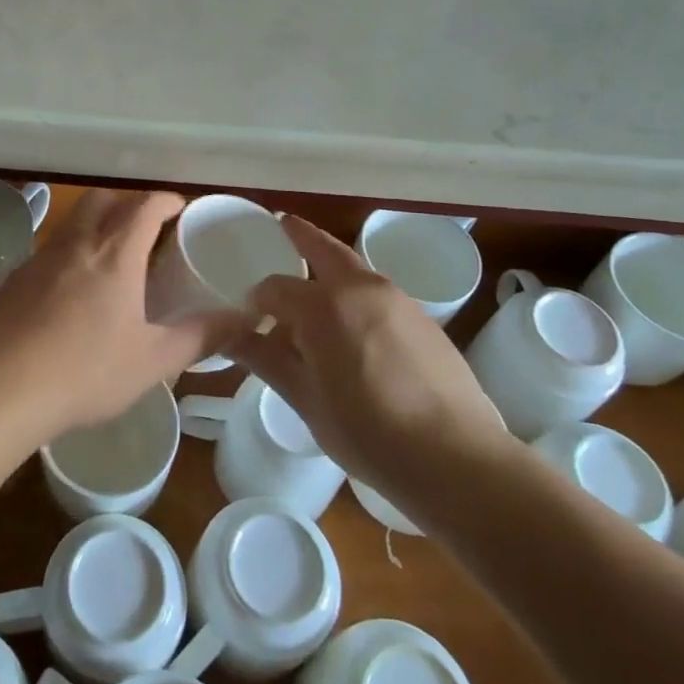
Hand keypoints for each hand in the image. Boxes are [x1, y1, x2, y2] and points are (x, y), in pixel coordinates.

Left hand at [0, 189, 243, 448]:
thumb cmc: (84, 371)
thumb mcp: (153, 360)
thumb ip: (200, 336)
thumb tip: (243, 320)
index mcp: (115, 253)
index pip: (146, 206)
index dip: (167, 201)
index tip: (181, 209)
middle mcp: (77, 243)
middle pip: (104, 198)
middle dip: (130, 202)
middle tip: (149, 228)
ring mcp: (41, 258)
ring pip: (74, 221)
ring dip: (98, 222)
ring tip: (114, 257)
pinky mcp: (15, 279)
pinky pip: (51, 248)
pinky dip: (72, 251)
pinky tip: (74, 290)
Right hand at [230, 216, 513, 514]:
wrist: (456, 458)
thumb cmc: (369, 433)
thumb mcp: (306, 399)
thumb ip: (265, 359)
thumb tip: (227, 335)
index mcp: (323, 306)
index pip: (274, 288)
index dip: (256, 301)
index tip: (248, 320)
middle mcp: (360, 288)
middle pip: (323, 248)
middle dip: (300, 235)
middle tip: (283, 226)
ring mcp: (397, 299)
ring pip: (353, 268)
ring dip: (329, 265)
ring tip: (314, 287)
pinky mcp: (423, 317)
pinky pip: (376, 291)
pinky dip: (354, 291)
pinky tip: (352, 327)